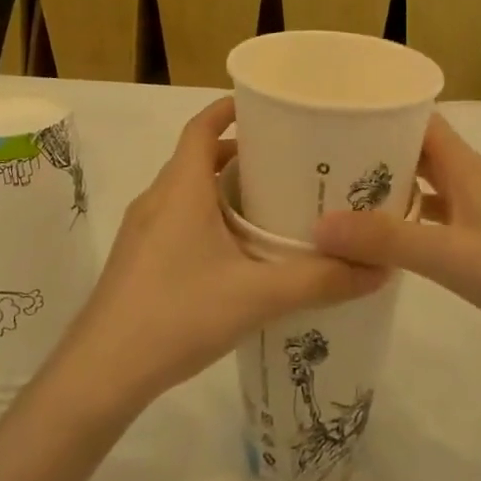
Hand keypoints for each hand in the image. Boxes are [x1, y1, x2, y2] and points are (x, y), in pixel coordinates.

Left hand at [53, 97, 389, 416]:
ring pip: (187, 193)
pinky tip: (236, 257)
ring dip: (223, 191)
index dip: (229, 109)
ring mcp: (142, 231)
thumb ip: (320, 281)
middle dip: (239, 155)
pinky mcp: (137, 261)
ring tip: (270, 209)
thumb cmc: (177, 314)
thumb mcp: (258, 296)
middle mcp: (157, 199)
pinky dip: (208, 220)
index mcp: (181, 188)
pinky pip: (178, 221)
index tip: (266, 108)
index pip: (201, 126)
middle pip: (198, 158)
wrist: (101, 373)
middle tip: (287, 165)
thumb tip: (378, 268)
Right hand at [313, 113, 480, 364]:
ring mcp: (472, 210)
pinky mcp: (475, 240)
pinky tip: (373, 240)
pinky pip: (428, 218)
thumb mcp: (450, 255)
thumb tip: (318, 226)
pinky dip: (401, 221)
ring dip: (383, 187)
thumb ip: (386, 240)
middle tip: (319, 161)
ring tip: (335, 197)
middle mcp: (465, 179)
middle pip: (412, 150)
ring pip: (419, 185)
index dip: (379, 111)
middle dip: (370, 151)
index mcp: (462, 165)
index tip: (334, 116)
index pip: (417, 118)